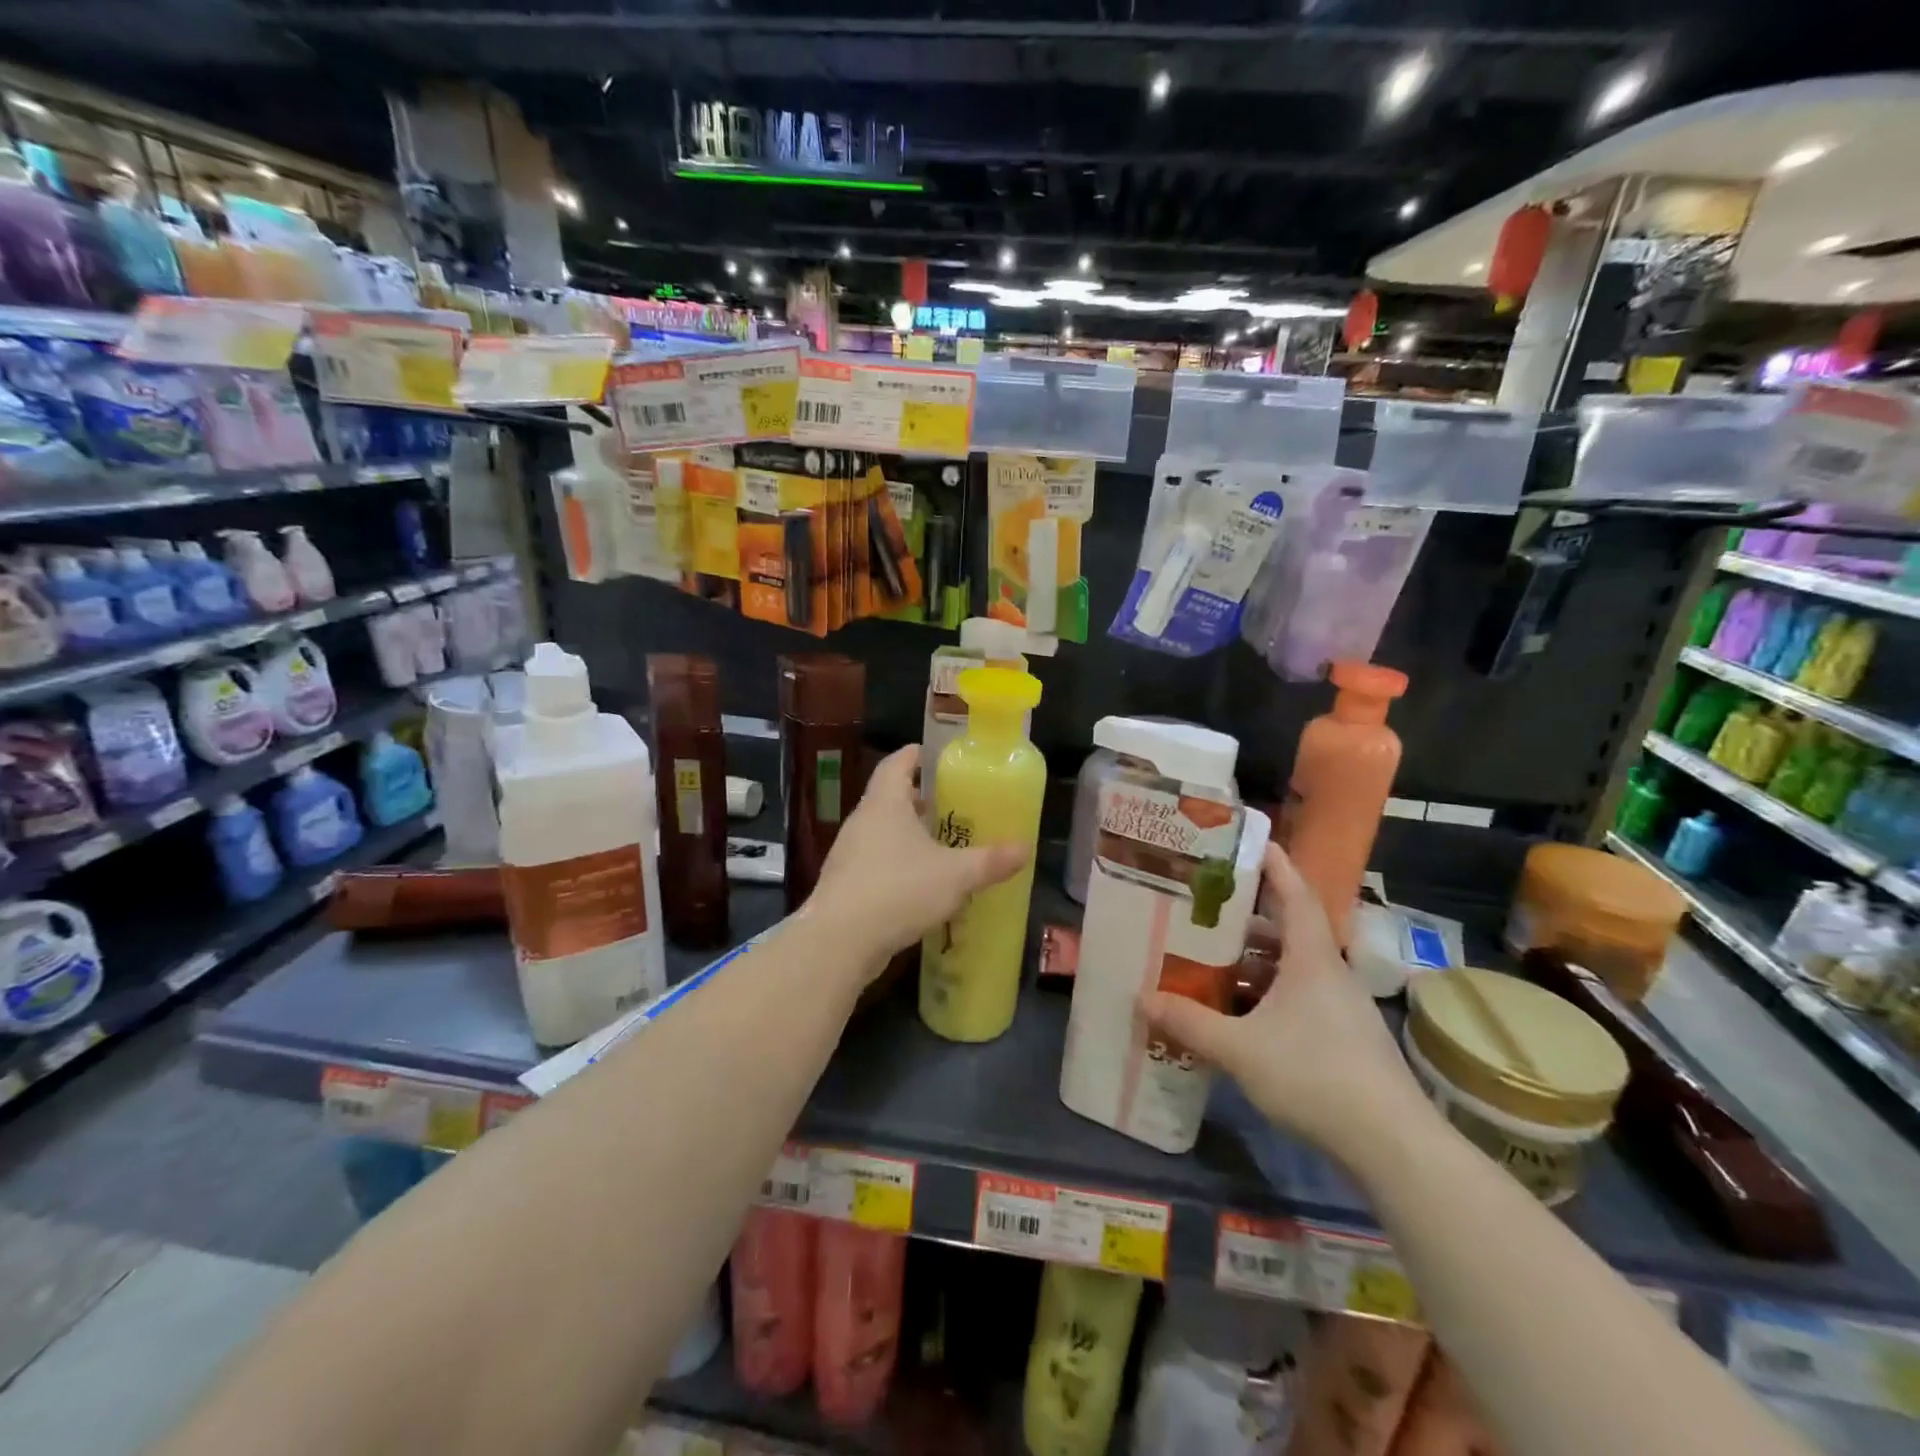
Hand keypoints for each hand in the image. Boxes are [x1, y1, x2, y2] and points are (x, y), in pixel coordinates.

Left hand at [806, 746, 1028, 976]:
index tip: (935, 754)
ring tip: (939, 844)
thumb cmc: (899, 890)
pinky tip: (918, 884)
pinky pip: (874, 862)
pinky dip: (896, 864)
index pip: (896, 763)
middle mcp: (862, 821)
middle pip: (889, 797)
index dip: (915, 755)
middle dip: (918, 799)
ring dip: (907, 834)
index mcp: (884, 803)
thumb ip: (990, 861)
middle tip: (949, 804)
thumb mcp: (955, 875)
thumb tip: (1025, 849)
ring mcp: (848, 853)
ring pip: (881, 832)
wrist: (839, 941)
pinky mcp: (844, 884)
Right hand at [1140, 844, 1431, 1166]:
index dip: (1276, 865)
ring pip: (1292, 969)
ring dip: (1255, 962)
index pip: (1296, 895)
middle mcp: (1329, 974)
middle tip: (1207, 909)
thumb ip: (1190, 1022)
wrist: (1392, 1145)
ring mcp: (1340, 1009)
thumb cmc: (1315, 1076)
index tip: (1254, 841)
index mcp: (1311, 959)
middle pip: (1289, 930)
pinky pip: (1298, 999)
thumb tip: (1143, 999)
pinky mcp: (1344, 1039)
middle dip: (1249, 918)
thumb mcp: (1240, 1049)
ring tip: (1211, 962)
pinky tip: (1238, 1016)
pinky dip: (1266, 995)